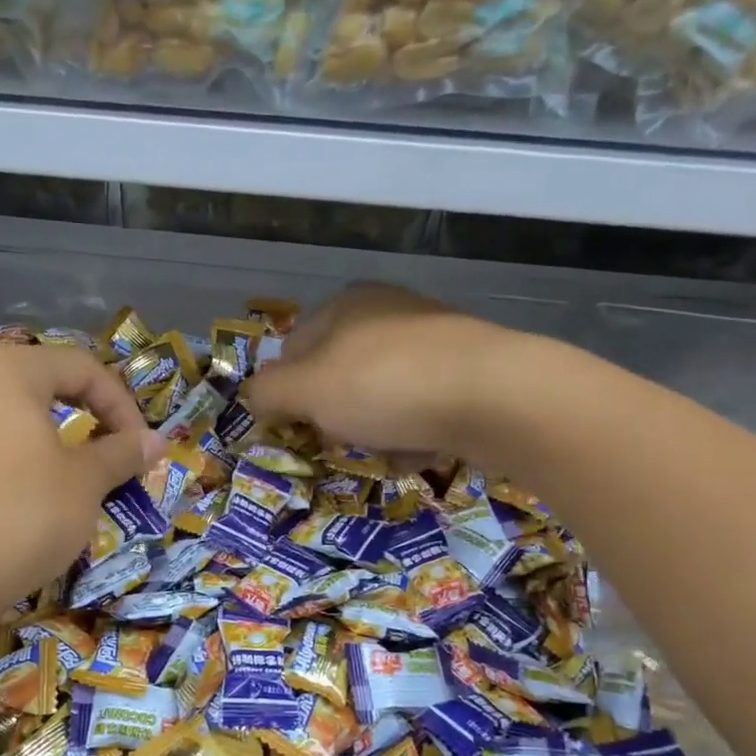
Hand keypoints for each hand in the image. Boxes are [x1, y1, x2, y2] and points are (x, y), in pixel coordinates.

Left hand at [0, 342, 165, 625]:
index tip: (141, 448)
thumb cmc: (19, 515)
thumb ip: (120, 453)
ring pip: (6, 411)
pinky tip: (23, 490)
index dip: (122, 405)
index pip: (82, 368)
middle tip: (110, 454)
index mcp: (6, 367)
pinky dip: (11, 453)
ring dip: (48, 436)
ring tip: (71, 473)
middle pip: (41, 383)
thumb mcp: (83, 483)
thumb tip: (155, 441)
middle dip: (85, 416)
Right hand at [246, 284, 517, 460]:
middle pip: (338, 375)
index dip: (288, 393)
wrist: (497, 396)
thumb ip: (268, 393)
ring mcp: (432, 338)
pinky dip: (414, 431)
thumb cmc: (385, 386)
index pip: (292, 350)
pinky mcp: (468, 368)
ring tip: (388, 451)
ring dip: (375, 430)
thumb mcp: (307, 391)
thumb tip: (257, 397)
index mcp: (344, 304)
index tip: (299, 429)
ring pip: (380, 394)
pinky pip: (421, 405)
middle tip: (344, 442)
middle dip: (336, 415)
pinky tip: (423, 450)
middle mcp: (387, 311)